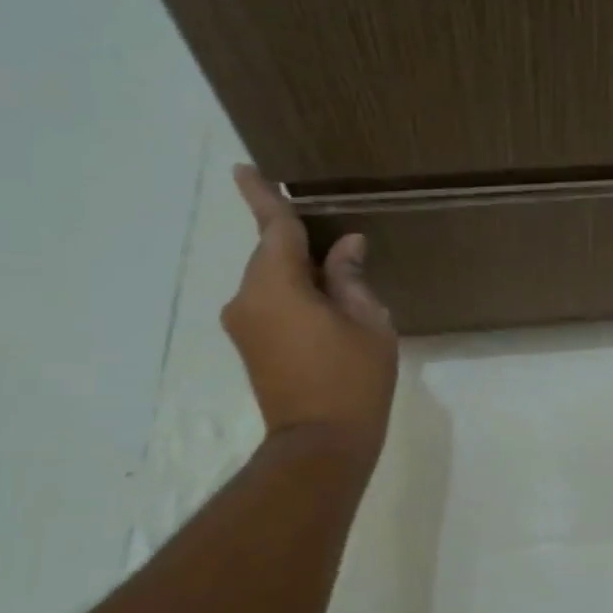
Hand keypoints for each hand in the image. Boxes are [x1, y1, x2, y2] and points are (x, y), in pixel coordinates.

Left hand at [222, 166, 396, 464]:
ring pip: (272, 280)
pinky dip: (294, 296)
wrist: (321, 444)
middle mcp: (248, 298)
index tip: (245, 168)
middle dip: (300, 246)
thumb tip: (345, 247)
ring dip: (300, 275)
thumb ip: (351, 278)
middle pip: (272, 255)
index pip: (272, 228)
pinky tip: (325, 311)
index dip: (261, 195)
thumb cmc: (353, 379)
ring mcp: (244, 324)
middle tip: (342, 253)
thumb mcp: (368, 322)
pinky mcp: (249, 346)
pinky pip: (269, 303)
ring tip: (341, 290)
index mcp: (277, 285)